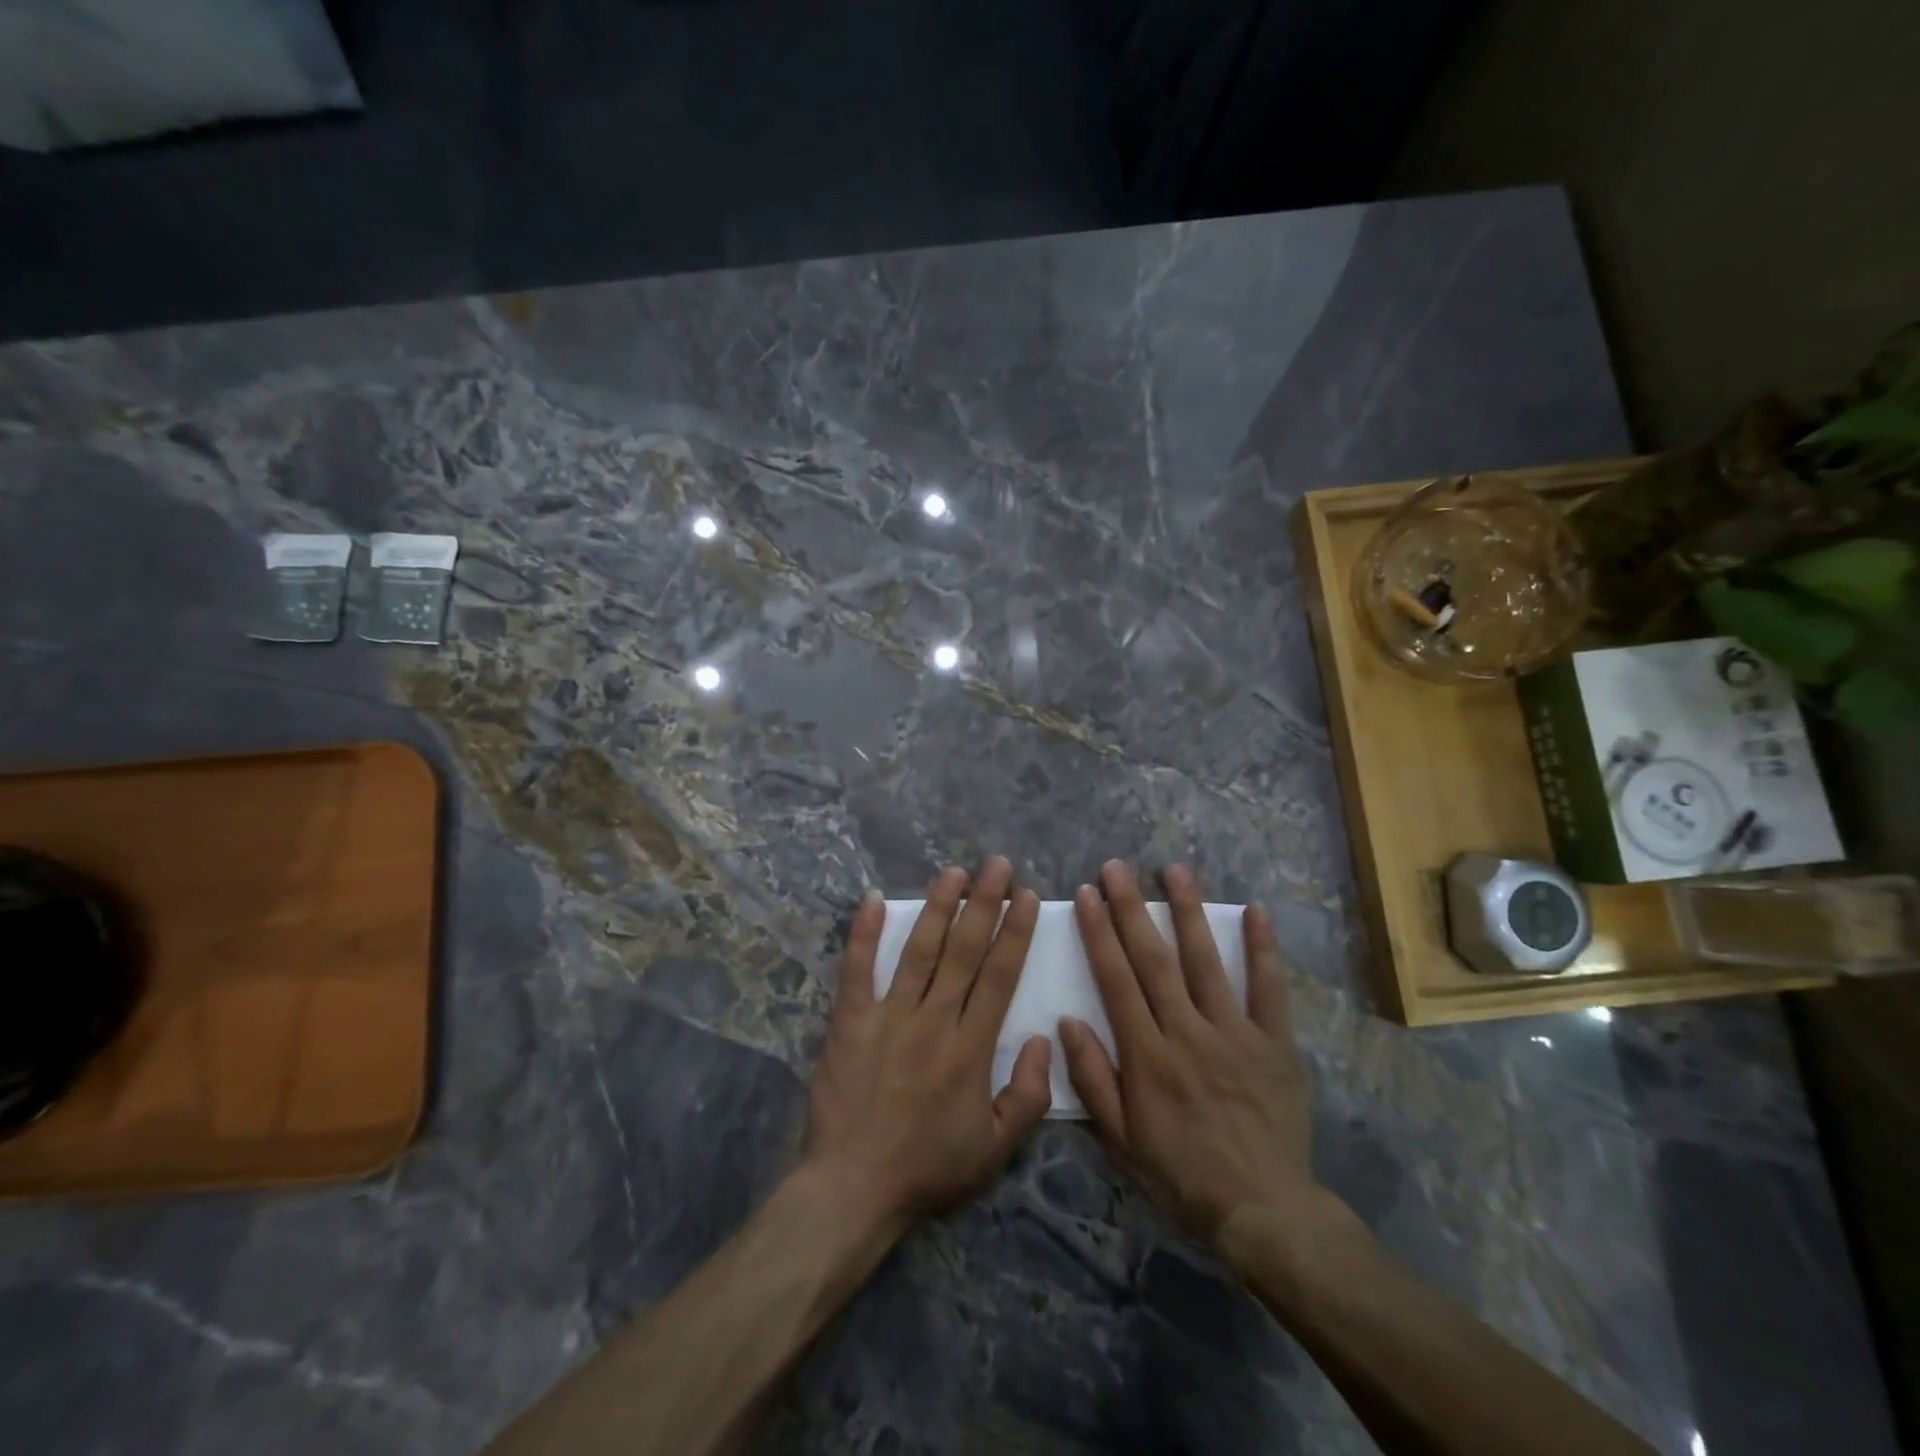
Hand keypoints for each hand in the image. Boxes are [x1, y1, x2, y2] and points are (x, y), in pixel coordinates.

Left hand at [803, 857, 1053, 1234]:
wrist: (853, 1187)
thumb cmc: (928, 1168)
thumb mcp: (995, 1149)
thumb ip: (1029, 1095)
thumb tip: (1045, 1039)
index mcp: (971, 1048)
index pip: (999, 977)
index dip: (1016, 933)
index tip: (1027, 897)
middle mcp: (933, 1021)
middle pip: (964, 951)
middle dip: (984, 903)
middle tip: (997, 864)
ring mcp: (888, 1017)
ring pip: (919, 951)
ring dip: (938, 907)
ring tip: (953, 871)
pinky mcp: (849, 1021)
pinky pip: (858, 970)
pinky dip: (865, 934)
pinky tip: (874, 899)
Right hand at [1061, 860, 1318, 1245]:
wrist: (1264, 1211)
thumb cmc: (1182, 1175)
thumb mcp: (1121, 1141)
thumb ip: (1093, 1079)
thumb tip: (1068, 1021)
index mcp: (1147, 1055)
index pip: (1116, 980)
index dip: (1099, 934)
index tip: (1087, 894)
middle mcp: (1187, 1032)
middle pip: (1153, 960)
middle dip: (1131, 909)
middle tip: (1116, 867)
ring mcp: (1234, 1033)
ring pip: (1205, 962)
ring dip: (1187, 912)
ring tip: (1174, 870)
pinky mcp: (1274, 1043)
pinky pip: (1268, 989)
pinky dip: (1263, 949)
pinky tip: (1256, 911)